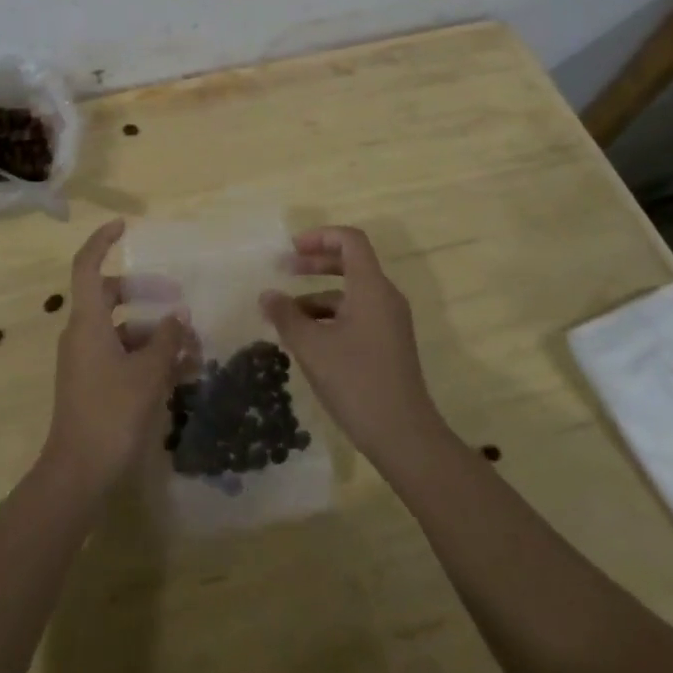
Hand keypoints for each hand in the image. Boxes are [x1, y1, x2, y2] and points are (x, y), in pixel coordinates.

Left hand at [40, 219, 191, 496]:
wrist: (79, 473)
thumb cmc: (111, 413)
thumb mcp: (147, 373)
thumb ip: (166, 339)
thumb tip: (178, 315)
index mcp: (87, 322)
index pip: (87, 266)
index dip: (102, 242)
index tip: (124, 226)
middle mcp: (81, 334)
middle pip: (109, 296)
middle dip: (145, 293)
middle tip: (178, 296)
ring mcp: (84, 361)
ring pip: (120, 330)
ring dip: (153, 332)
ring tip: (191, 345)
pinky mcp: (92, 384)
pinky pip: (121, 356)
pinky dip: (146, 357)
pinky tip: (180, 372)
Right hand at [260, 226, 449, 474]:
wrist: (404, 436)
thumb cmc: (356, 382)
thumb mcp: (312, 347)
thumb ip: (286, 316)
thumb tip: (267, 295)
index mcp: (371, 287)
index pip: (350, 240)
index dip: (320, 236)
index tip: (292, 248)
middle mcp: (384, 297)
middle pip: (350, 263)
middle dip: (315, 263)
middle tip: (283, 270)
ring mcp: (389, 322)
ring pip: (350, 293)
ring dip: (317, 295)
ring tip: (285, 314)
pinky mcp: (388, 344)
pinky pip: (356, 315)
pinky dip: (330, 316)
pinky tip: (306, 338)